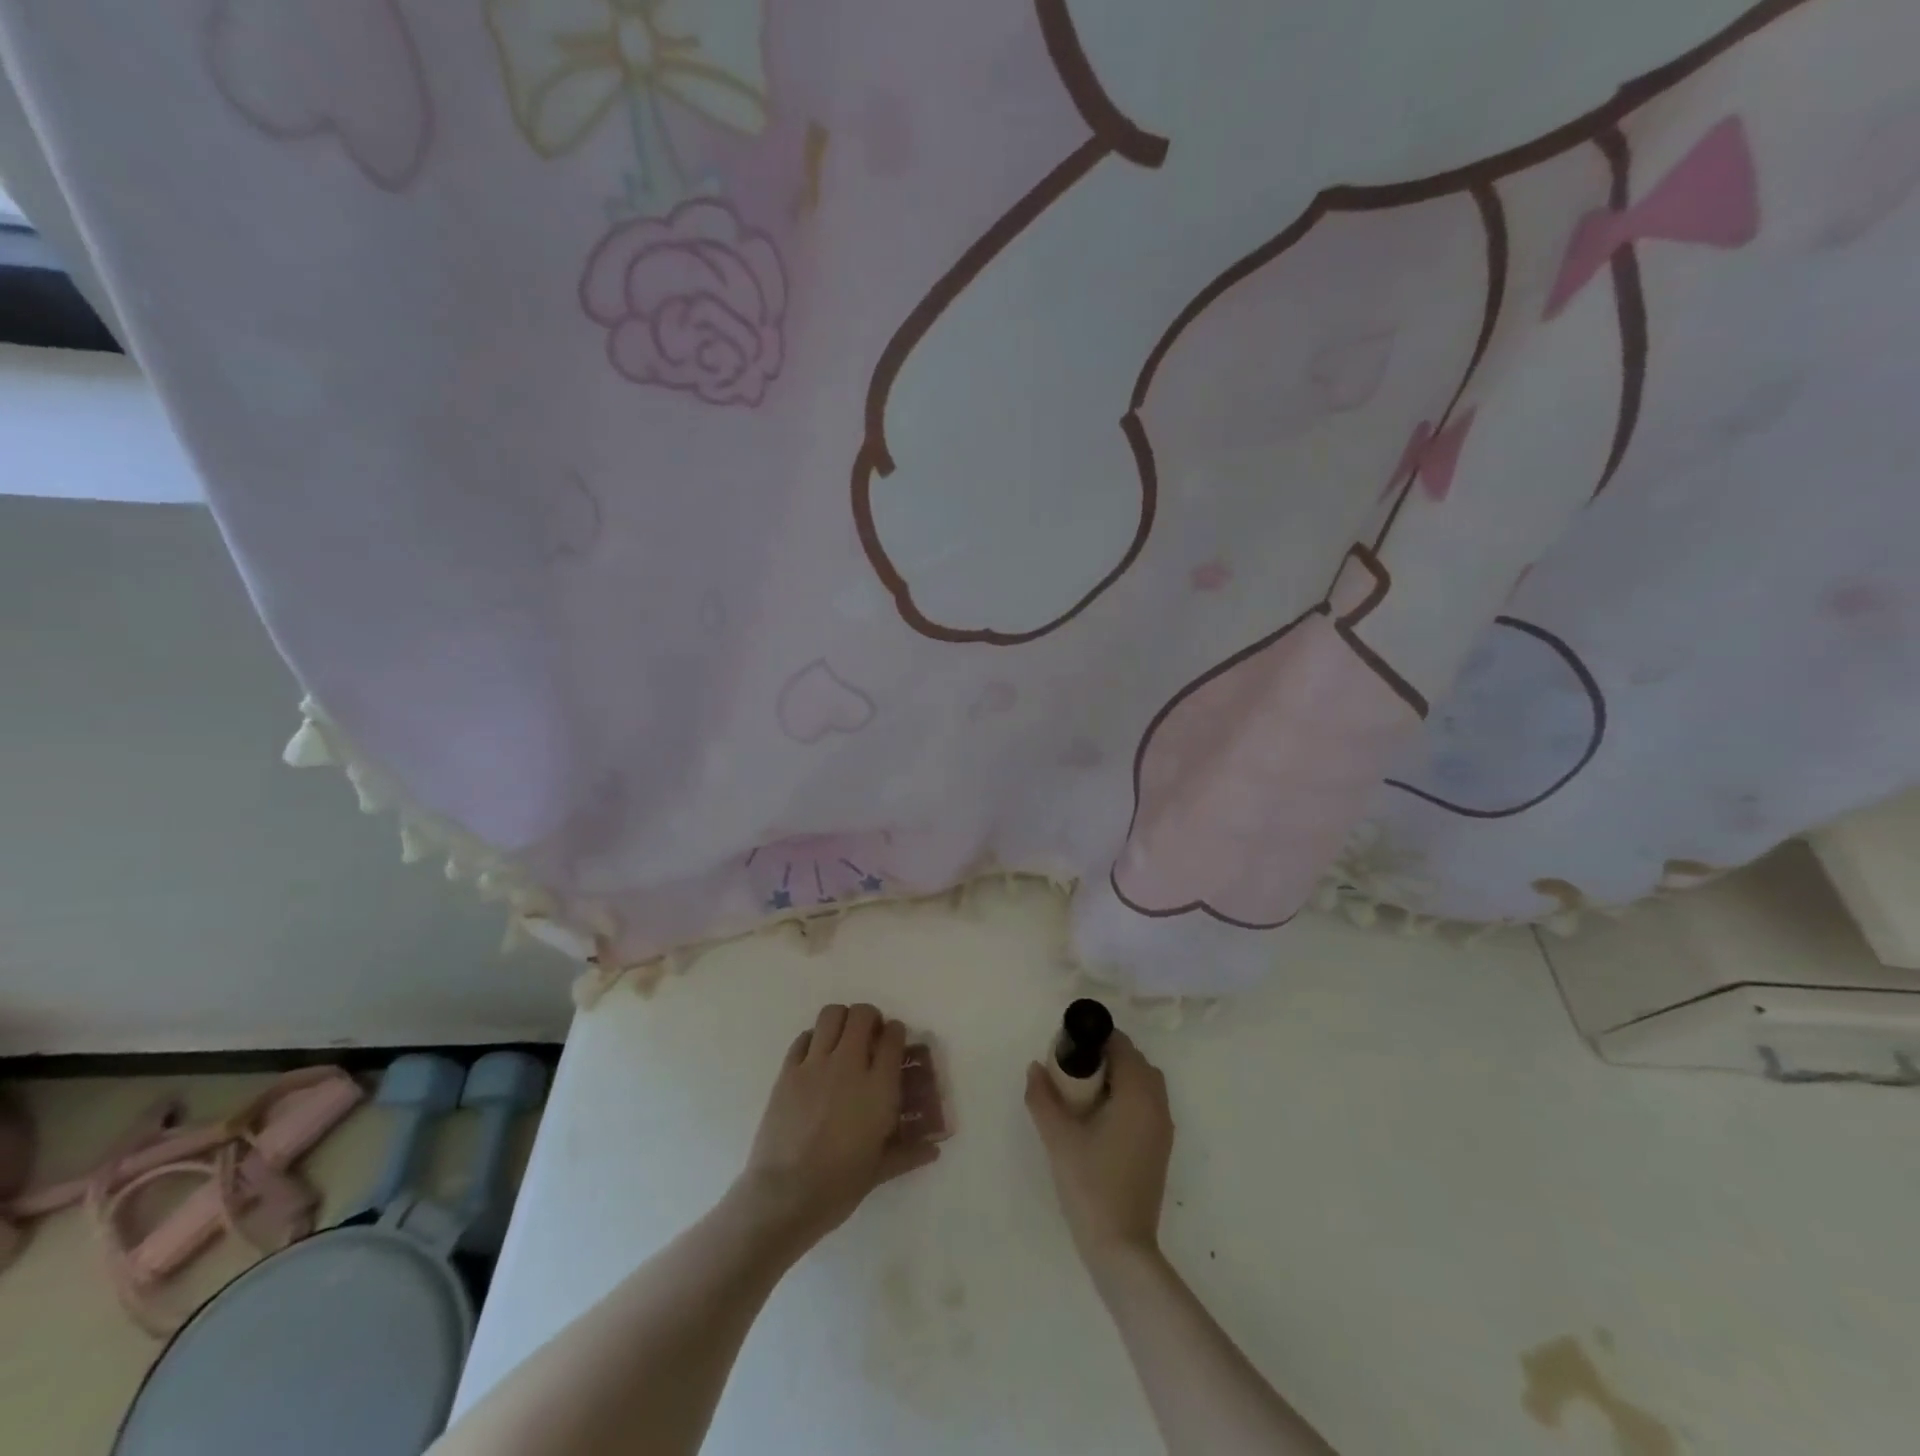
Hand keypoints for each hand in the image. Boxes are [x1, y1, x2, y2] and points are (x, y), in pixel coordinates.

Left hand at [733, 1004, 939, 1255]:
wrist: (784, 1196)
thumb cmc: (838, 1186)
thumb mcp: (879, 1171)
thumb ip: (908, 1153)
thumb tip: (933, 1150)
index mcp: (878, 1087)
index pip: (893, 1037)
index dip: (896, 1033)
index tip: (894, 1042)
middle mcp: (849, 1065)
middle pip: (862, 1015)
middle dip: (870, 1019)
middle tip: (870, 1036)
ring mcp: (815, 1064)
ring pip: (831, 1015)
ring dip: (841, 1020)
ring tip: (843, 1039)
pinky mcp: (788, 1071)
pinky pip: (804, 1038)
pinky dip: (813, 1039)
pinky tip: (816, 1057)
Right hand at [1025, 1031, 1173, 1267]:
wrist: (1121, 1247)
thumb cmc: (1090, 1184)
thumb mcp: (1058, 1137)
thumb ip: (1043, 1096)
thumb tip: (1035, 1067)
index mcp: (1138, 1094)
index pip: (1121, 1045)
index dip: (1095, 1039)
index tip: (1068, 1047)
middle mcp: (1157, 1104)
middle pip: (1135, 1061)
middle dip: (1106, 1056)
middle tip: (1072, 1068)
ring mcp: (1163, 1128)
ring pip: (1144, 1083)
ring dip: (1119, 1077)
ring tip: (1084, 1092)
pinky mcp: (1160, 1148)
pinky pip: (1147, 1104)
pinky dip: (1127, 1097)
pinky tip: (1100, 1117)